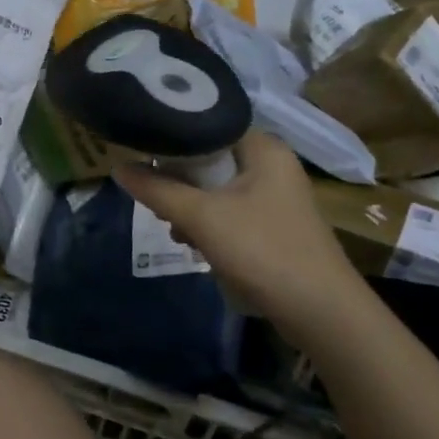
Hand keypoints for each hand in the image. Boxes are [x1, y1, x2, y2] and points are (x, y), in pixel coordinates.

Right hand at [113, 132, 368, 337]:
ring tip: (176, 230)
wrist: (321, 313)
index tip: (143, 156)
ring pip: (216, 188)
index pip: (207, 125)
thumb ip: (157, 190)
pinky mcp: (274, 225)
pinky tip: (196, 245)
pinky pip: (230, 211)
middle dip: (179, 182)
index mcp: (263, 148)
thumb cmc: (262, 250)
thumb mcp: (201, 217)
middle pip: (209, 159)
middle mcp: (272, 164)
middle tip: (160, 204)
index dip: (172, 139)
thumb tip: (117, 166)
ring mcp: (276, 197)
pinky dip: (210, 224)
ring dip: (191, 208)